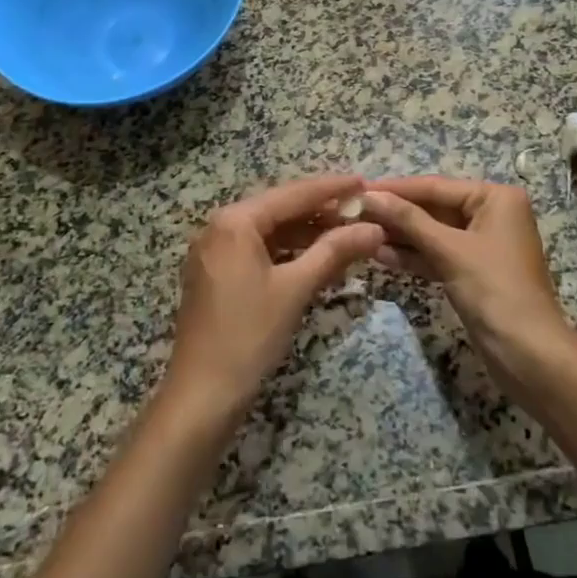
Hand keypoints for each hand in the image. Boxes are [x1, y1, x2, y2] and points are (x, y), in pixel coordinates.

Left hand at [162, 174, 384, 424]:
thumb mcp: (296, 288)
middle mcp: (219, 227)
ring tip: (346, 234)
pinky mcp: (216, 274)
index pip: (292, 194)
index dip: (331, 188)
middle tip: (360, 210)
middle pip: (279, 209)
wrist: (202, 394)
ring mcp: (214, 251)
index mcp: (234, 221)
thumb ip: (334, 251)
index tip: (364, 183)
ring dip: (306, 233)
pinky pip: (258, 250)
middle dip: (320, 211)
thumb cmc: (249, 335)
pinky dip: (287, 252)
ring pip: (269, 231)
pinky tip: (316, 258)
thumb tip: (374, 228)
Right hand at [360, 177, 576, 390]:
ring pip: (433, 233)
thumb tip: (370, 196)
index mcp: (496, 198)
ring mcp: (482, 244)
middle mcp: (491, 214)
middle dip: (396, 213)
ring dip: (400, 235)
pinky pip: (438, 255)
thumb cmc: (494, 289)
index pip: (435, 186)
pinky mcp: (472, 271)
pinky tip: (379, 255)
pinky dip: (413, 256)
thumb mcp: (449, 250)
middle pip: (433, 208)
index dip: (396, 189)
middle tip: (353, 213)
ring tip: (359, 233)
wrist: (528, 354)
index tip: (358, 189)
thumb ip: (408, 220)